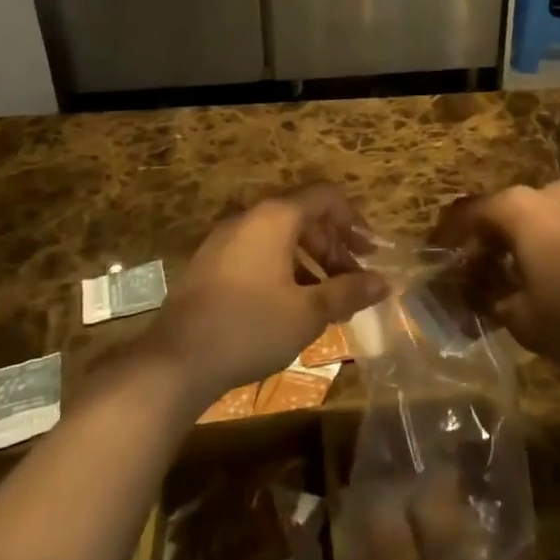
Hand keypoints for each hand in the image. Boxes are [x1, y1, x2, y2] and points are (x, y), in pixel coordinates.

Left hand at [149, 186, 387, 403]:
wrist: (175, 362)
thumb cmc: (251, 327)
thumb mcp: (308, 312)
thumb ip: (348, 291)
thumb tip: (384, 283)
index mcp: (275, 217)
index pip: (325, 197)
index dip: (354, 220)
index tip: (371, 252)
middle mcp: (249, 217)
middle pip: (303, 216)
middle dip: (334, 245)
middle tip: (353, 280)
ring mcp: (224, 239)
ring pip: (279, 236)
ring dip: (309, 259)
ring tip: (326, 297)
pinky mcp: (209, 264)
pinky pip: (257, 252)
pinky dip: (282, 267)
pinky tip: (290, 304)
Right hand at [434, 181, 559, 371]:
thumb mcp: (521, 318)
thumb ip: (488, 300)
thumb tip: (472, 295)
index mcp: (518, 207)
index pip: (466, 213)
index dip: (445, 236)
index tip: (432, 256)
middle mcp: (545, 193)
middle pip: (499, 212)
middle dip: (480, 242)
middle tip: (467, 273)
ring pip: (531, 218)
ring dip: (512, 244)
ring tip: (504, 278)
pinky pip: (559, 226)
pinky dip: (542, 245)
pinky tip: (544, 276)